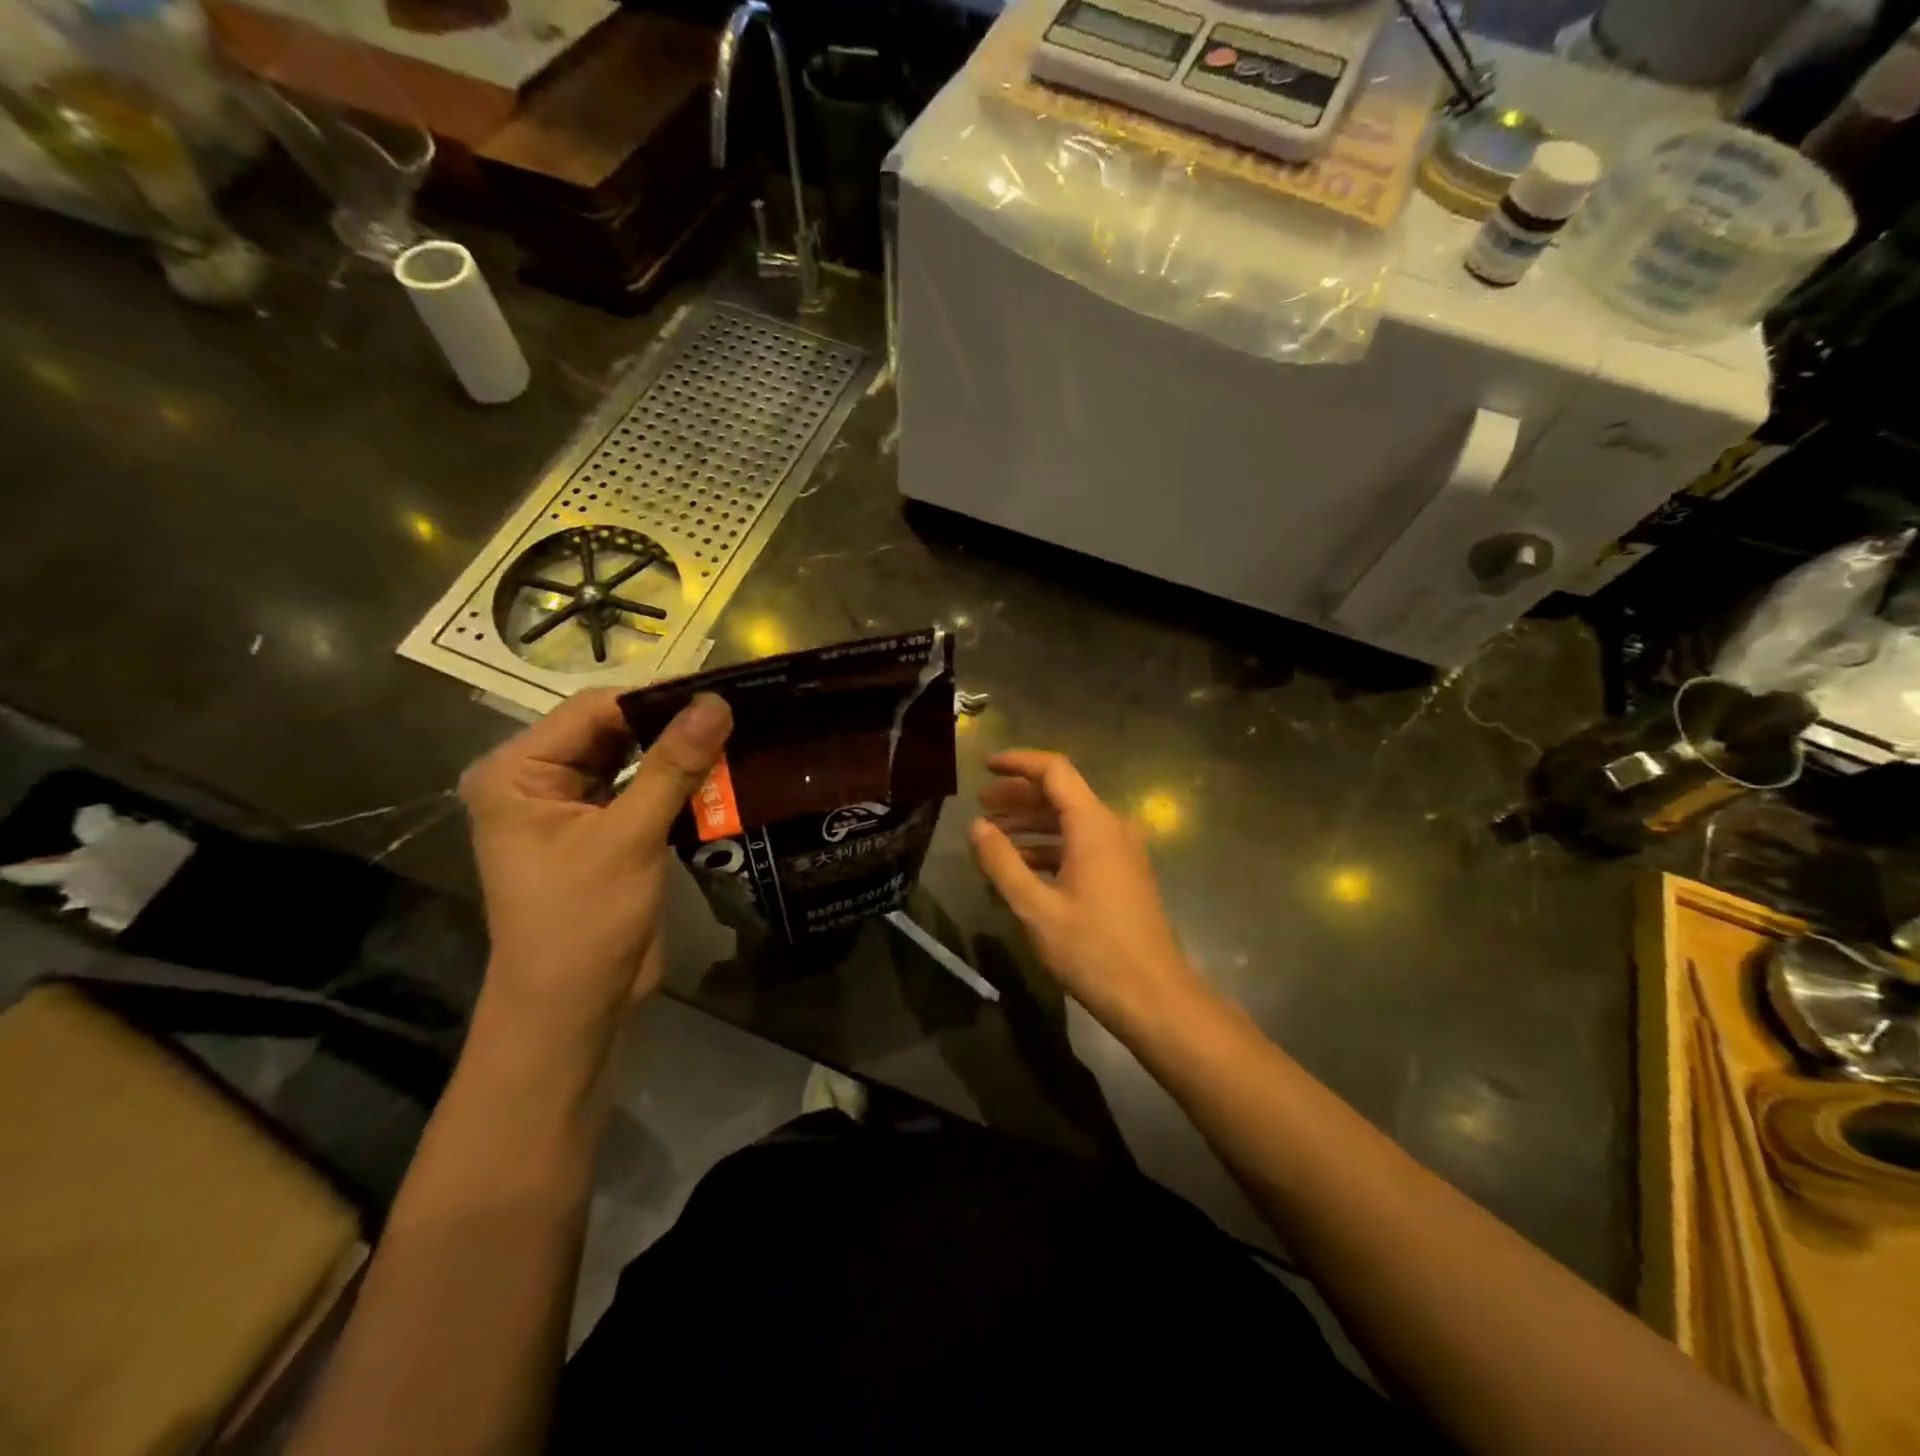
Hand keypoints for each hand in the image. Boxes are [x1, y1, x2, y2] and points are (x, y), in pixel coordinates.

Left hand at [459, 689, 731, 1056]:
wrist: (574, 1007)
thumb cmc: (583, 920)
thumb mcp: (629, 837)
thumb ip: (673, 766)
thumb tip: (717, 703)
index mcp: (517, 772)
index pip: (592, 711)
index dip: (655, 699)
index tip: (719, 694)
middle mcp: (537, 780)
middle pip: (612, 731)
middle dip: (670, 725)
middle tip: (735, 713)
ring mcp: (571, 807)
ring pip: (632, 760)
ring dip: (678, 753)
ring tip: (736, 735)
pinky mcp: (603, 832)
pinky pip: (642, 790)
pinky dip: (677, 783)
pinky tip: (721, 772)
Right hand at [968, 750, 1206, 1031]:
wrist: (1154, 997)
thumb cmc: (1093, 950)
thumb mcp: (1036, 908)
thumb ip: (1002, 863)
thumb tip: (977, 826)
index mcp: (1094, 825)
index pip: (1054, 771)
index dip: (1018, 762)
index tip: (985, 766)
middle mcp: (1112, 828)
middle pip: (1061, 794)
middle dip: (1019, 796)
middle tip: (981, 806)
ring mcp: (1122, 852)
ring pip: (1071, 821)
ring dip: (1032, 824)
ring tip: (994, 835)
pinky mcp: (1124, 874)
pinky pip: (1082, 845)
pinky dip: (1050, 847)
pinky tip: (1023, 866)